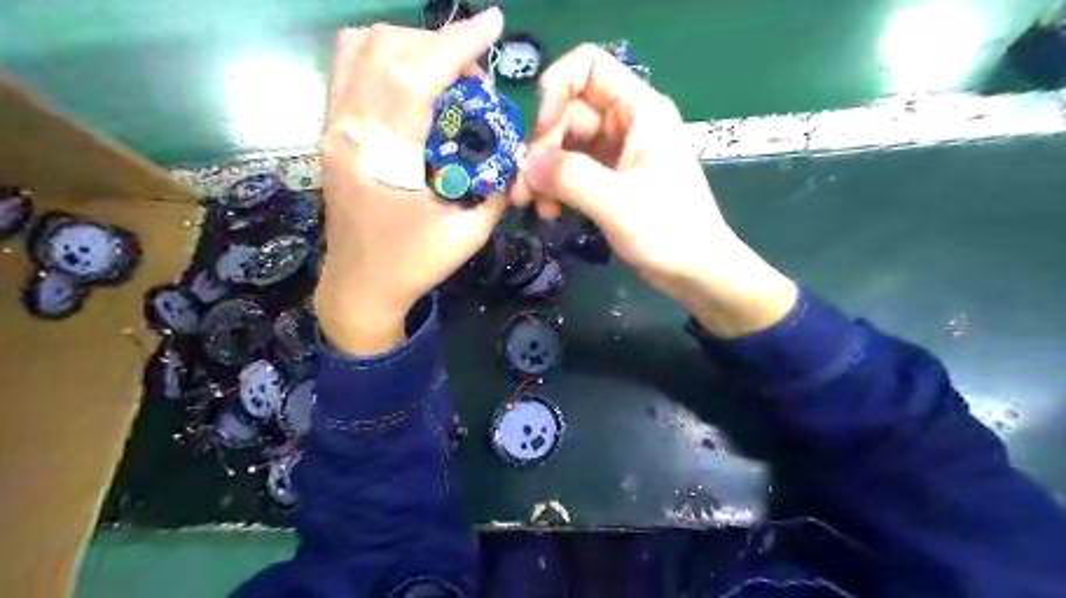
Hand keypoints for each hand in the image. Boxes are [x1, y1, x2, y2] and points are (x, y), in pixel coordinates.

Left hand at [314, 10, 505, 354]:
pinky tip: (414, 81)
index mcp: (382, 160)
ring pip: (358, 48)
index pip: (414, 77)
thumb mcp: (468, 234)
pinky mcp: (331, 132)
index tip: (493, 24)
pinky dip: (385, 57)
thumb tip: (514, 152)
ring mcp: (332, 128)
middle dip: (439, 43)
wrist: (359, 288)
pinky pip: (349, 68)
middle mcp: (347, 131)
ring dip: (409, 45)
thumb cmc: (412, 266)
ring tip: (444, 71)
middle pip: (384, 49)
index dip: (456, 44)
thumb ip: (496, 188)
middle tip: (475, 73)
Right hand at [511, 44, 794, 335]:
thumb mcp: (616, 202)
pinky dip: (556, 187)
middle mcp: (626, 123)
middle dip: (541, 148)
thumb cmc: (668, 231)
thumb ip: (569, 176)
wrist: (695, 271)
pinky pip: (572, 170)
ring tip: (534, 206)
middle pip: (568, 113)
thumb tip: (525, 163)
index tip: (539, 132)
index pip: (588, 67)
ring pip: (565, 145)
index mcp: (639, 110)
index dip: (556, 89)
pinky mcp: (611, 179)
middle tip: (524, 187)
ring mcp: (617, 152)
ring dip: (544, 172)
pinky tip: (550, 212)